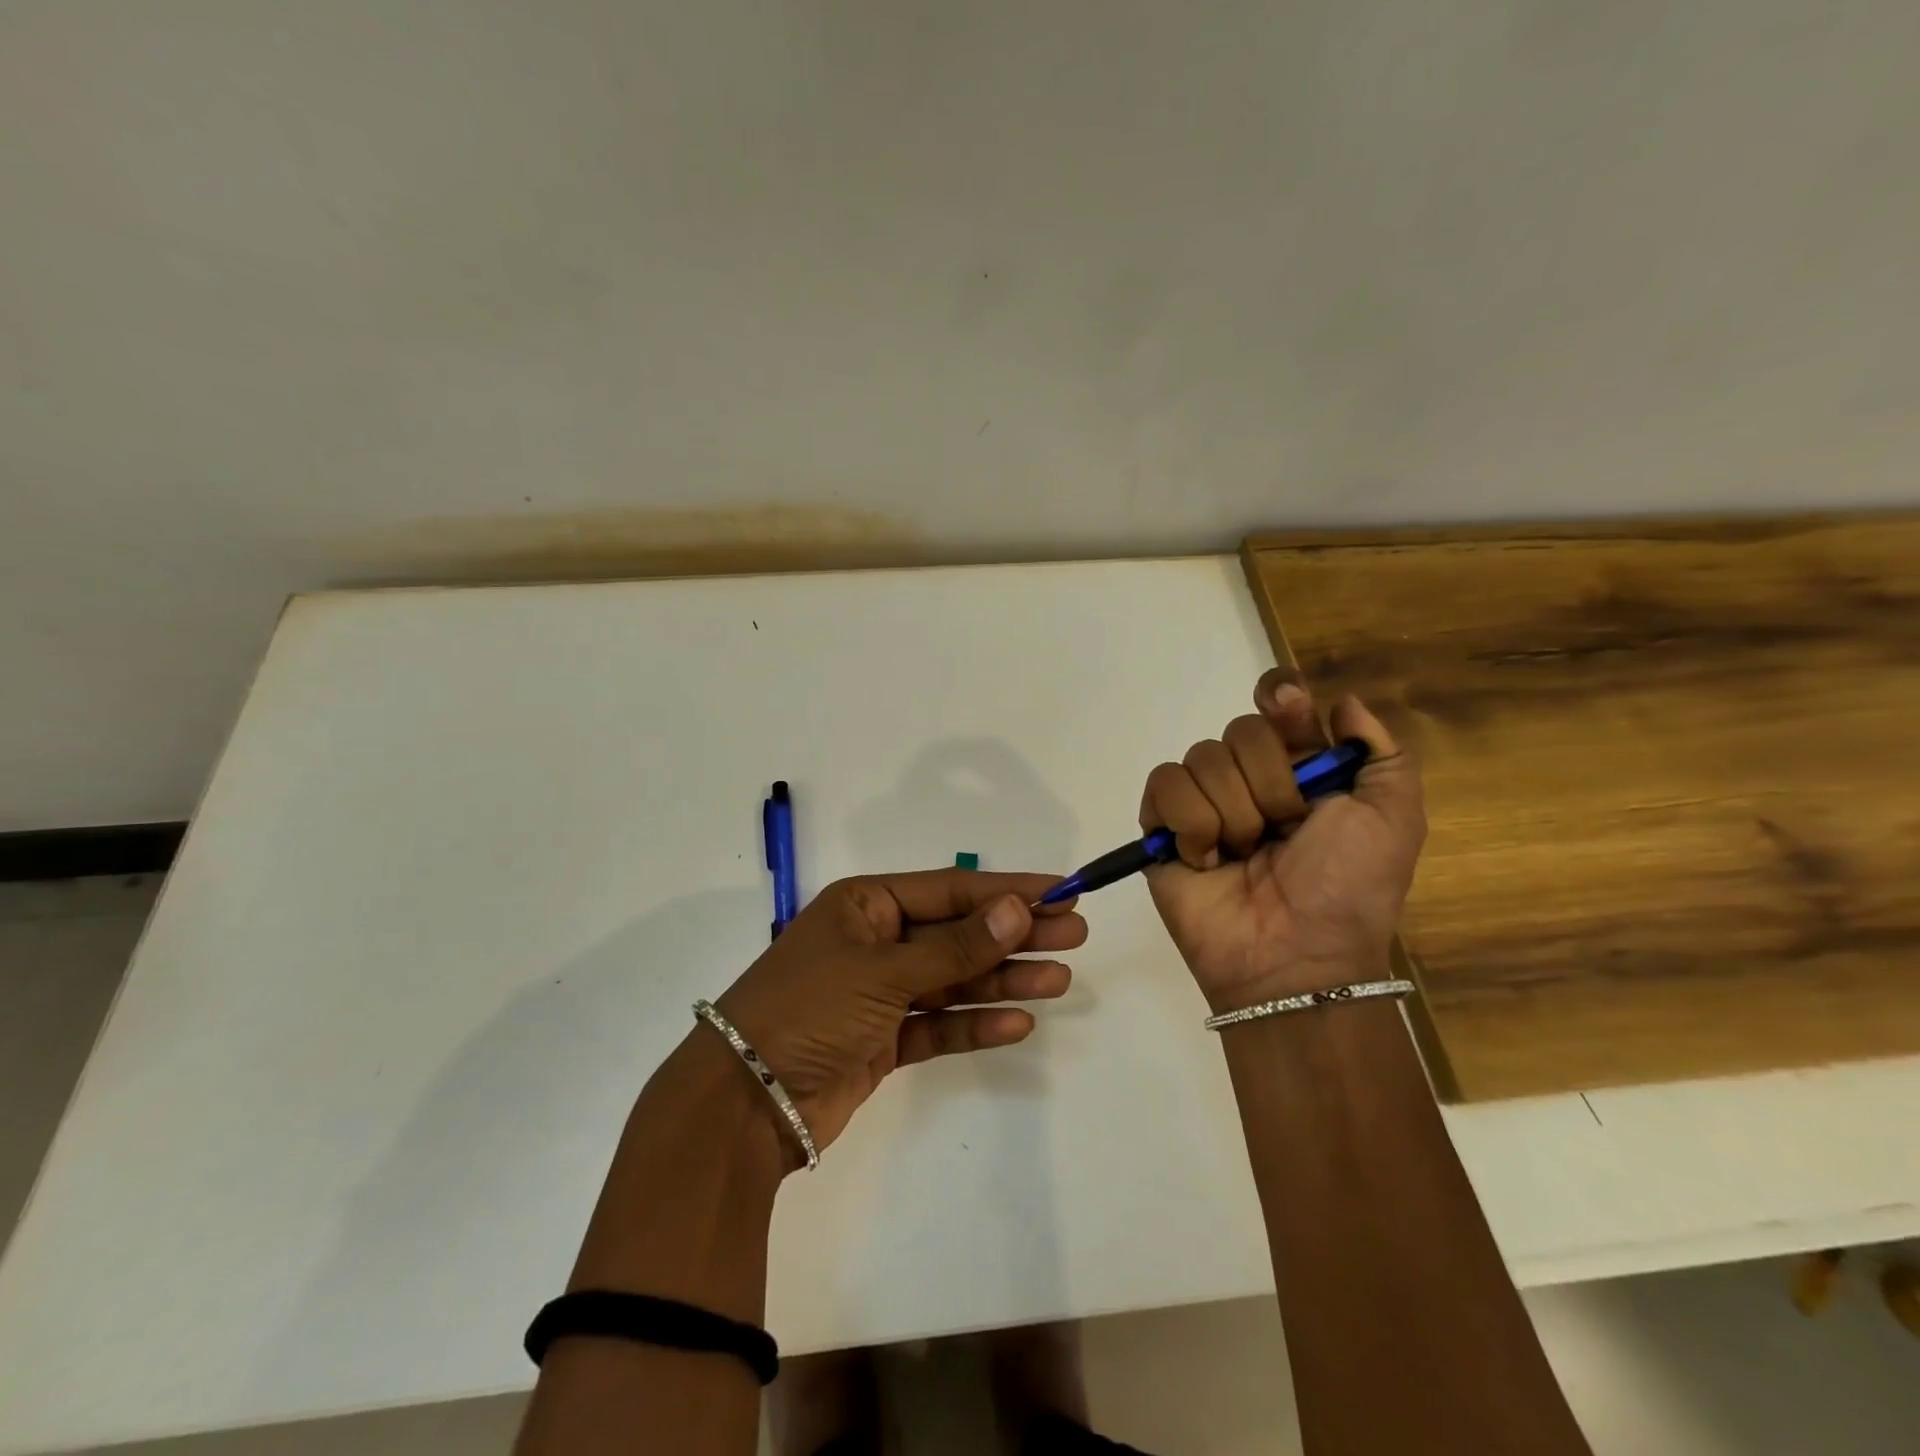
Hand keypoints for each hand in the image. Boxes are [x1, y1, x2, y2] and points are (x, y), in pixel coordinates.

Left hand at [712, 870, 1086, 1162]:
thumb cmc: (809, 1010)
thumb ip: (953, 947)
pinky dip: (974, 1024)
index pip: (950, 889)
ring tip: (1060, 980)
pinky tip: (1018, 1023)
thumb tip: (1016, 910)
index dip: (1006, 890)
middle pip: (957, 932)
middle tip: (1074, 935)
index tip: (1060, 892)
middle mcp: (875, 941)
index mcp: (866, 904)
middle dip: (1014, 934)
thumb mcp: (882, 970)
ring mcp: (879, 993)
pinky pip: (938, 1024)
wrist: (744, 1103)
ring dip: (1003, 979)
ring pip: (953, 980)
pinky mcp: (883, 1040)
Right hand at [1139, 669, 1424, 1011]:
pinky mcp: (1162, 826)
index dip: (1280, 697)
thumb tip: (1339, 703)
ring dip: (1233, 813)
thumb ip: (1381, 752)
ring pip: (1201, 758)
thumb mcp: (1393, 819)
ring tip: (1243, 856)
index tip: (1287, 707)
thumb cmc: (1349, 888)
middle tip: (1283, 831)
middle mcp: (1249, 778)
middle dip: (1269, 784)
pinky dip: (1190, 824)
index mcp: (1301, 769)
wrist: (1294, 956)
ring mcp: (1203, 801)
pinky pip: (1164, 786)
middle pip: (1240, 730)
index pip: (1278, 703)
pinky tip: (1206, 859)